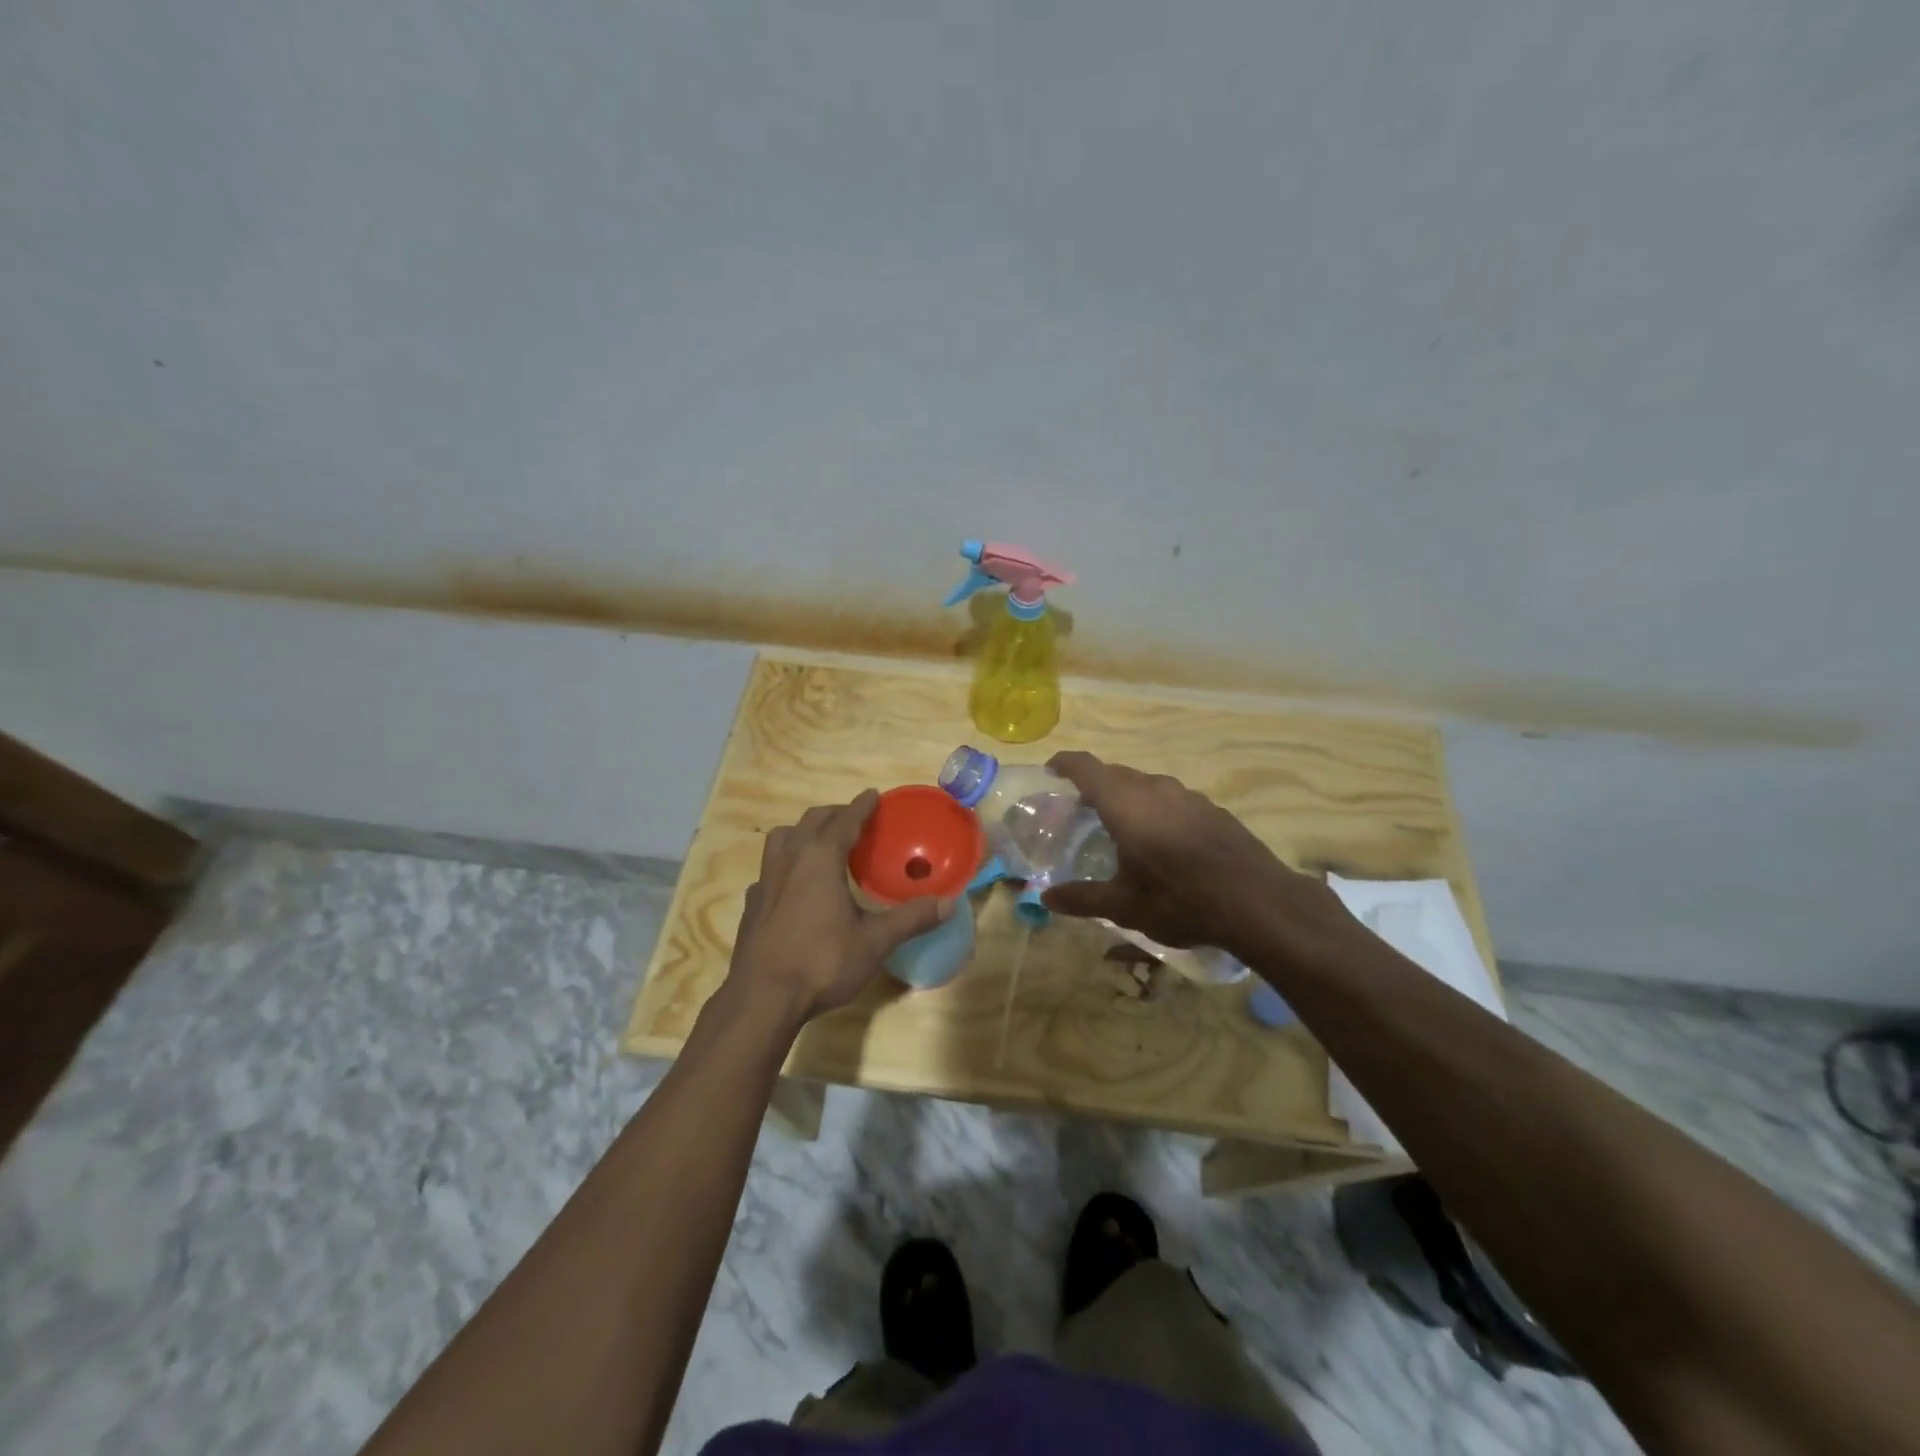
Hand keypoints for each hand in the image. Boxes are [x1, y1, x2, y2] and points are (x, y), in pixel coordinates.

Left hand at [726, 791, 952, 1024]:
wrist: (762, 999)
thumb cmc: (821, 962)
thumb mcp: (874, 942)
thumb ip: (911, 919)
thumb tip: (949, 903)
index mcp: (821, 859)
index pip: (844, 820)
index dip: (861, 806)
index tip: (873, 795)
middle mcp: (790, 860)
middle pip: (811, 822)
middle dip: (834, 815)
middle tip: (854, 820)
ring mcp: (765, 881)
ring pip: (782, 839)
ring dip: (804, 832)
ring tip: (821, 844)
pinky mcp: (752, 904)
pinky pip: (770, 869)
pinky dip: (786, 864)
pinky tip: (794, 886)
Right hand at [1039, 751, 1345, 956]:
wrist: (1258, 902)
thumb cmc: (1179, 899)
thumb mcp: (1124, 906)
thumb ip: (1083, 898)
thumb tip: (1046, 898)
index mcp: (1125, 803)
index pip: (1086, 767)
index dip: (1066, 762)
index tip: (1052, 768)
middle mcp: (1154, 789)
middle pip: (1116, 773)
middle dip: (1095, 784)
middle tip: (1082, 807)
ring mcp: (1187, 796)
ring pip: (1147, 784)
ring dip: (1128, 796)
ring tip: (1122, 824)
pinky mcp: (1212, 808)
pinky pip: (1173, 799)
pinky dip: (1156, 808)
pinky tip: (1164, 839)